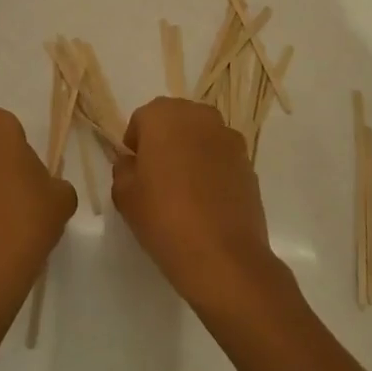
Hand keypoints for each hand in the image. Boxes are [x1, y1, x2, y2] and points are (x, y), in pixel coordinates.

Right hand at [111, 97, 289, 317]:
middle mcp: (198, 116)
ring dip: (191, 153)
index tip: (135, 172)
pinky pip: (222, 158)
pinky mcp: (248, 163)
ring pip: (201, 137)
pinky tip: (208, 201)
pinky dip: (213, 169)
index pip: (142, 119)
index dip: (135, 145)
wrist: (222, 255)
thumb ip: (123, 170)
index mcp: (163, 115)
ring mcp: (228, 138)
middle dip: (165, 142)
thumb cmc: (164, 217)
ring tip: (185, 190)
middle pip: (174, 121)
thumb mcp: (124, 195)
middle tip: (158, 177)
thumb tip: (132, 163)